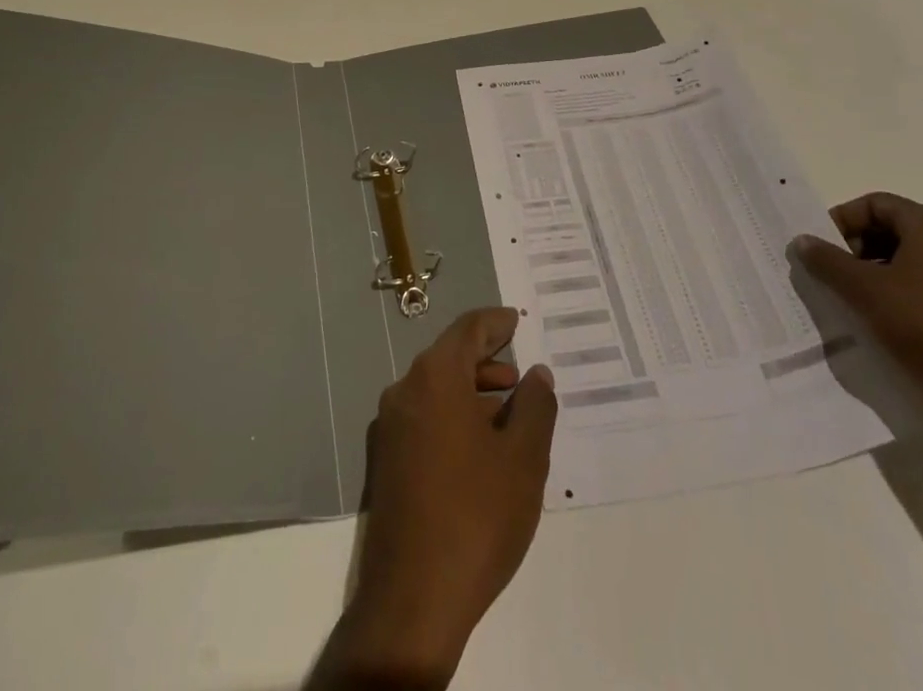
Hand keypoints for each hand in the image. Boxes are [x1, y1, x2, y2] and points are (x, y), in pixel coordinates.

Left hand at [309, 308, 558, 689]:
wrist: (411, 600)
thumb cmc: (476, 516)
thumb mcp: (523, 460)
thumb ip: (535, 408)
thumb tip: (537, 375)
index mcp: (435, 377)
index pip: (467, 329)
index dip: (495, 322)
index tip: (517, 322)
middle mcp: (405, 390)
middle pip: (449, 357)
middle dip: (487, 360)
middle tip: (521, 374)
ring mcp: (389, 427)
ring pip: (436, 389)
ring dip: (472, 391)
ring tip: (509, 412)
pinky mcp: (385, 461)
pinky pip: (424, 418)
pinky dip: (453, 416)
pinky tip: (480, 447)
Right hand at [794, 192, 922, 456]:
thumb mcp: (866, 289)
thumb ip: (827, 261)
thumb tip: (801, 240)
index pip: (874, 204)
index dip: (842, 220)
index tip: (819, 248)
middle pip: (886, 232)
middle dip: (850, 250)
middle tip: (824, 275)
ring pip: (899, 266)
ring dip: (865, 279)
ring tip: (842, 302)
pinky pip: (914, 296)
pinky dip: (887, 302)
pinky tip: (869, 326)